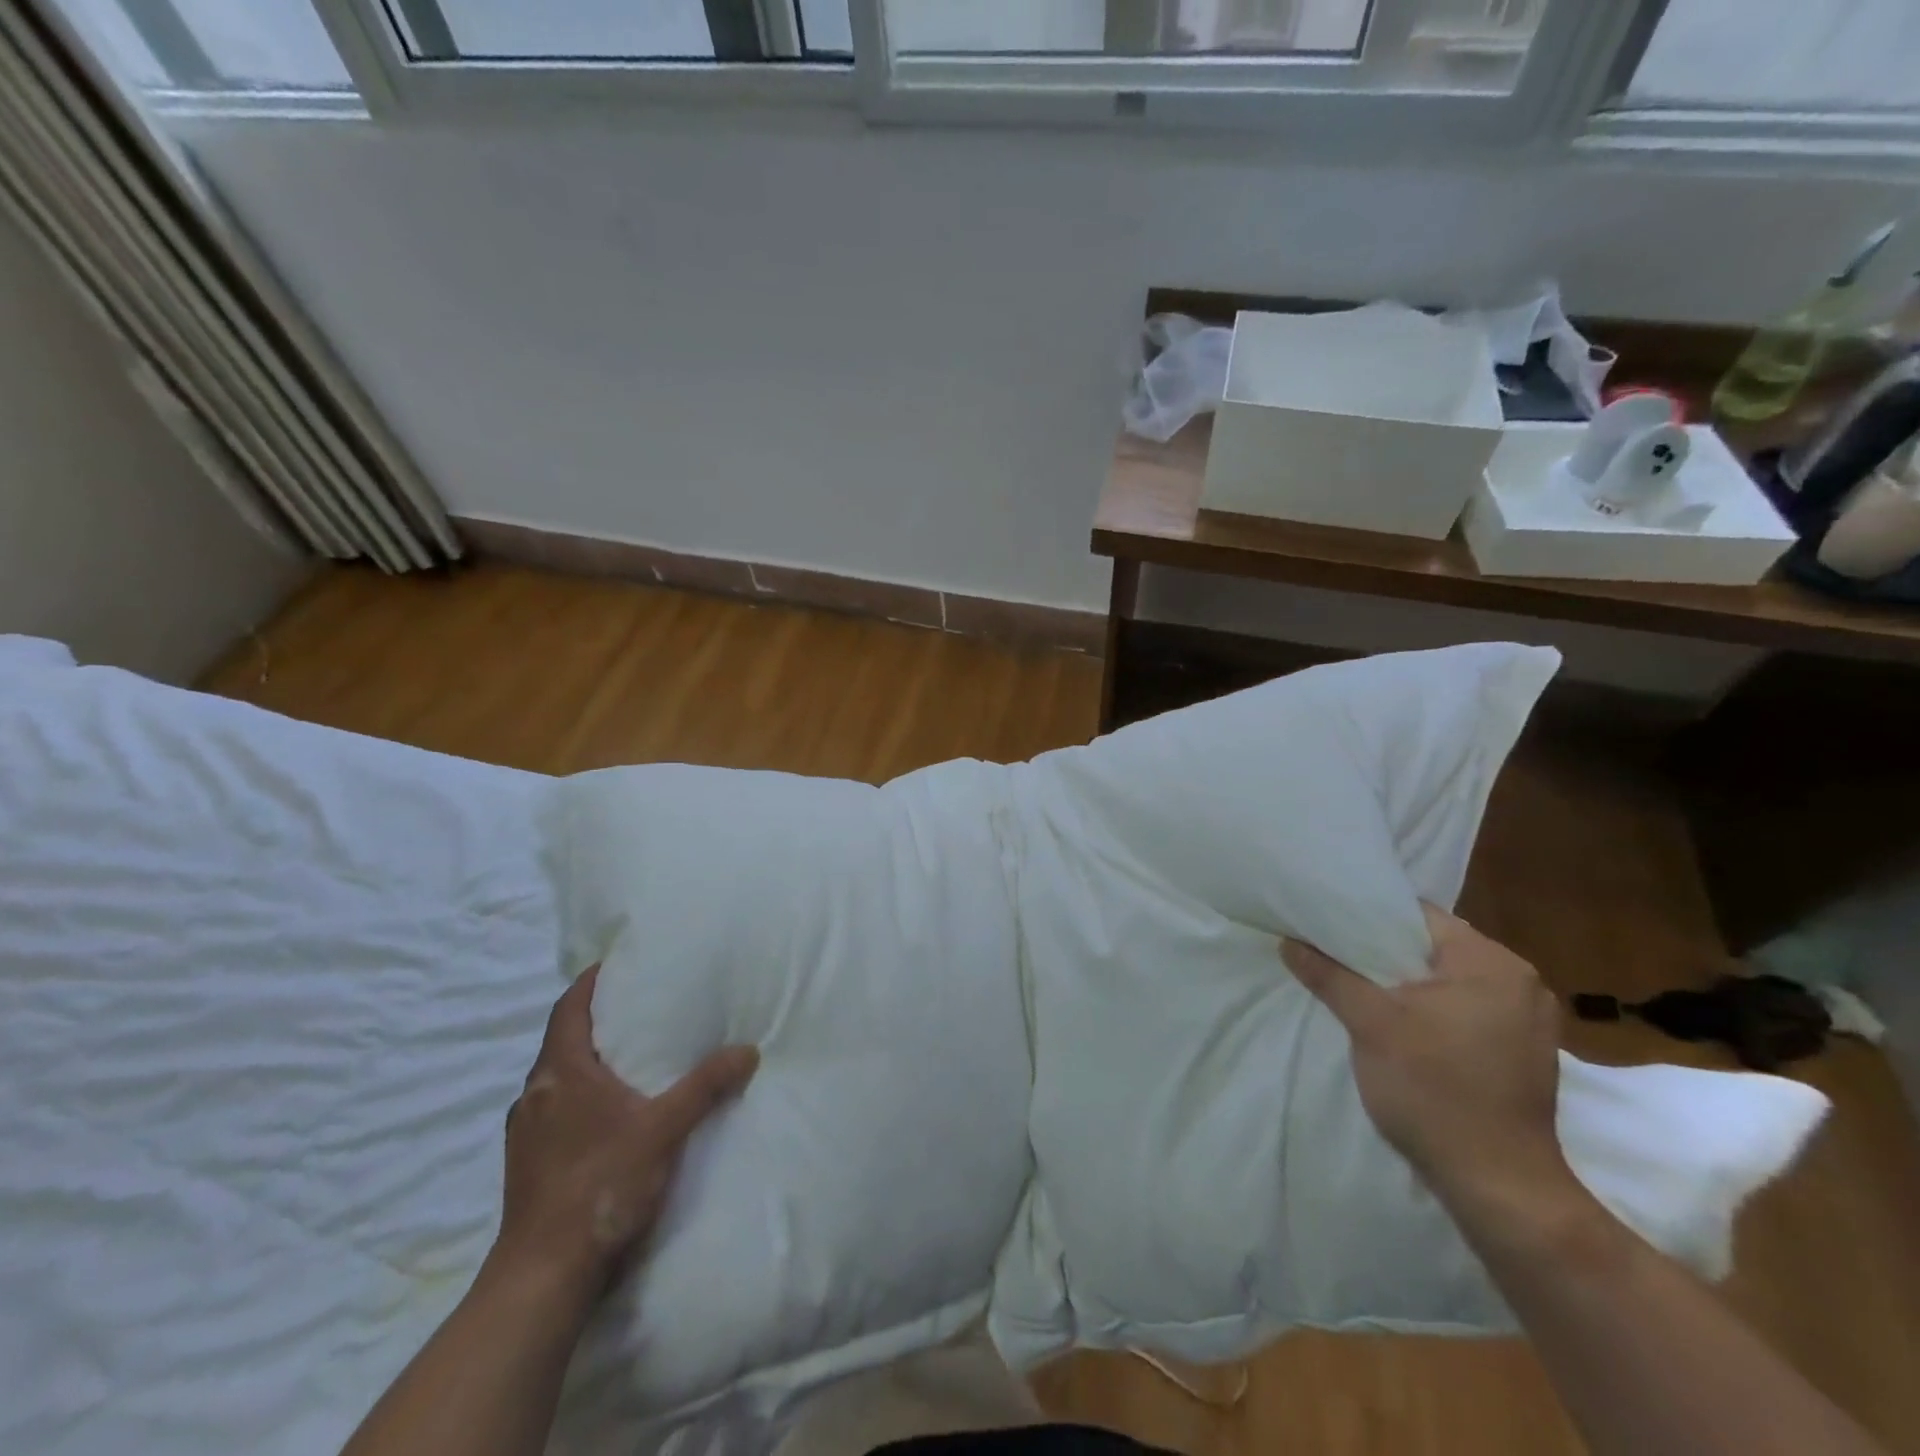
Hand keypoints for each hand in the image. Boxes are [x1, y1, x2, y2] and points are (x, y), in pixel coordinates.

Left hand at [493, 966, 759, 1297]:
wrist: (543, 1277)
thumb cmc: (600, 1185)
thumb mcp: (664, 1129)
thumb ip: (705, 1086)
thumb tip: (748, 1050)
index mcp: (560, 1073)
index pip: (568, 1009)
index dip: (588, 983)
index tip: (615, 965)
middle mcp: (535, 1095)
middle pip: (562, 1042)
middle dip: (594, 1021)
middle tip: (636, 1008)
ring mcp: (526, 1133)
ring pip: (557, 1080)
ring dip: (586, 1062)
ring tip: (628, 1058)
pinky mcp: (527, 1165)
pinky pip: (555, 1111)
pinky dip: (580, 1097)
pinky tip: (608, 1115)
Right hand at [1282, 906, 1575, 1216]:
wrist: (1498, 1186)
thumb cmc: (1435, 1090)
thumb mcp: (1370, 1024)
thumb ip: (1329, 975)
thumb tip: (1289, 942)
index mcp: (1492, 963)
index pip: (1419, 915)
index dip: (1368, 915)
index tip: (1327, 921)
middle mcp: (1520, 983)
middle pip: (1434, 946)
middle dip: (1383, 951)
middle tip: (1333, 952)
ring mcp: (1528, 1021)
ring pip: (1447, 980)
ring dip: (1405, 983)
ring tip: (1356, 984)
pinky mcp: (1522, 1053)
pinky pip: (1463, 1010)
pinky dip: (1429, 1009)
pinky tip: (1397, 1023)